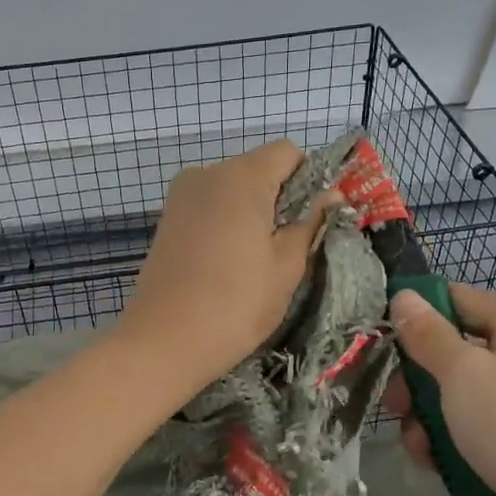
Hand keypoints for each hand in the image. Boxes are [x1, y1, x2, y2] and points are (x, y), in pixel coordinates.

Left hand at [117, 141, 338, 390]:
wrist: (164, 342)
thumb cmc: (236, 304)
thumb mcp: (287, 266)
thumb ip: (310, 222)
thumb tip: (331, 195)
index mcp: (241, 176)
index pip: (287, 153)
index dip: (308, 180)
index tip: (311, 220)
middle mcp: (206, 174)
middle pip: (258, 169)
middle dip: (279, 199)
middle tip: (287, 249)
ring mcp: (181, 197)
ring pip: (232, 191)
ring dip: (252, 214)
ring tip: (254, 262)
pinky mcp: (167, 221)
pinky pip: (209, 208)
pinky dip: (225, 225)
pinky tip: (227, 264)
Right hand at [385, 284, 495, 495]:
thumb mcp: (462, 374)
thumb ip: (428, 333)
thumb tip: (404, 295)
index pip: (459, 299)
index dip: (418, 315)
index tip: (383, 341)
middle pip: (455, 350)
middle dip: (417, 379)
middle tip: (394, 406)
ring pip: (459, 392)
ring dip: (427, 415)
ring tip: (417, 444)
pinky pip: (476, 423)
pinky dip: (450, 437)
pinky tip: (434, 461)